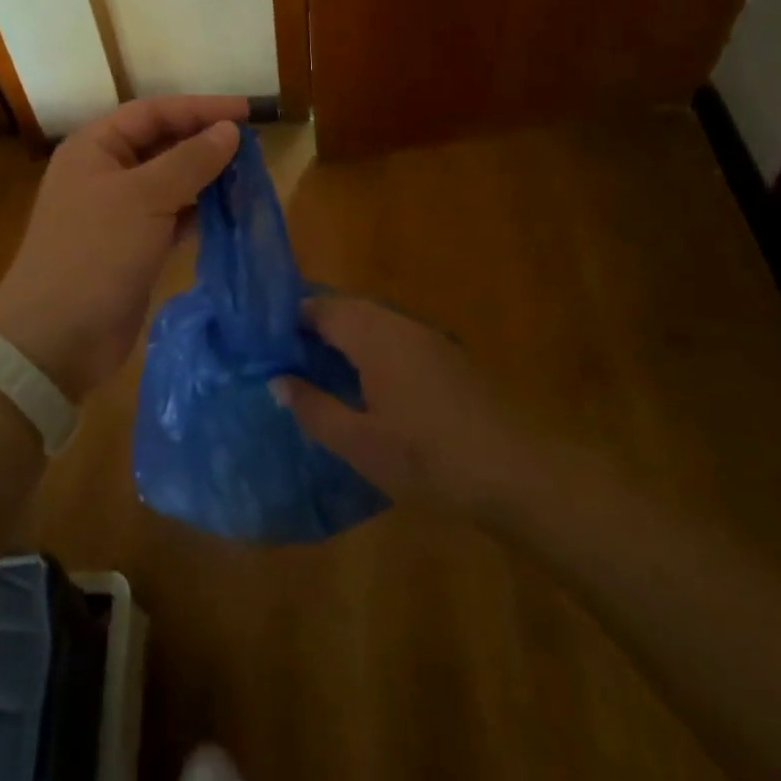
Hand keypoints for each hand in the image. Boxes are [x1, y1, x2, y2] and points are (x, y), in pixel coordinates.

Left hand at [0, 97, 246, 399]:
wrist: (57, 338)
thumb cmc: (95, 253)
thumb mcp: (145, 198)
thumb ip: (191, 160)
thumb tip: (230, 131)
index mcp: (95, 147)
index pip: (154, 112)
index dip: (200, 108)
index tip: (247, 113)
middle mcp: (104, 172)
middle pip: (162, 144)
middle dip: (205, 143)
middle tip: (253, 147)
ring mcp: (117, 212)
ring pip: (170, 182)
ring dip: (206, 178)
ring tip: (249, 177)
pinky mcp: (132, 246)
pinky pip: (171, 216)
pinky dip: (198, 212)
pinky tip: (228, 213)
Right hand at [271, 297, 529, 518]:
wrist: (516, 472)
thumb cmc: (428, 458)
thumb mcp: (360, 443)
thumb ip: (314, 408)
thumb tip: (277, 380)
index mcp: (373, 335)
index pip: (320, 309)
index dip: (289, 319)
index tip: (264, 340)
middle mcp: (398, 324)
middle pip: (347, 309)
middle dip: (315, 325)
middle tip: (286, 356)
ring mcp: (427, 337)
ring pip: (373, 321)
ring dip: (344, 335)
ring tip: (319, 369)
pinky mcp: (447, 356)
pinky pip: (395, 336)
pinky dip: (371, 347)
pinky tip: (367, 383)